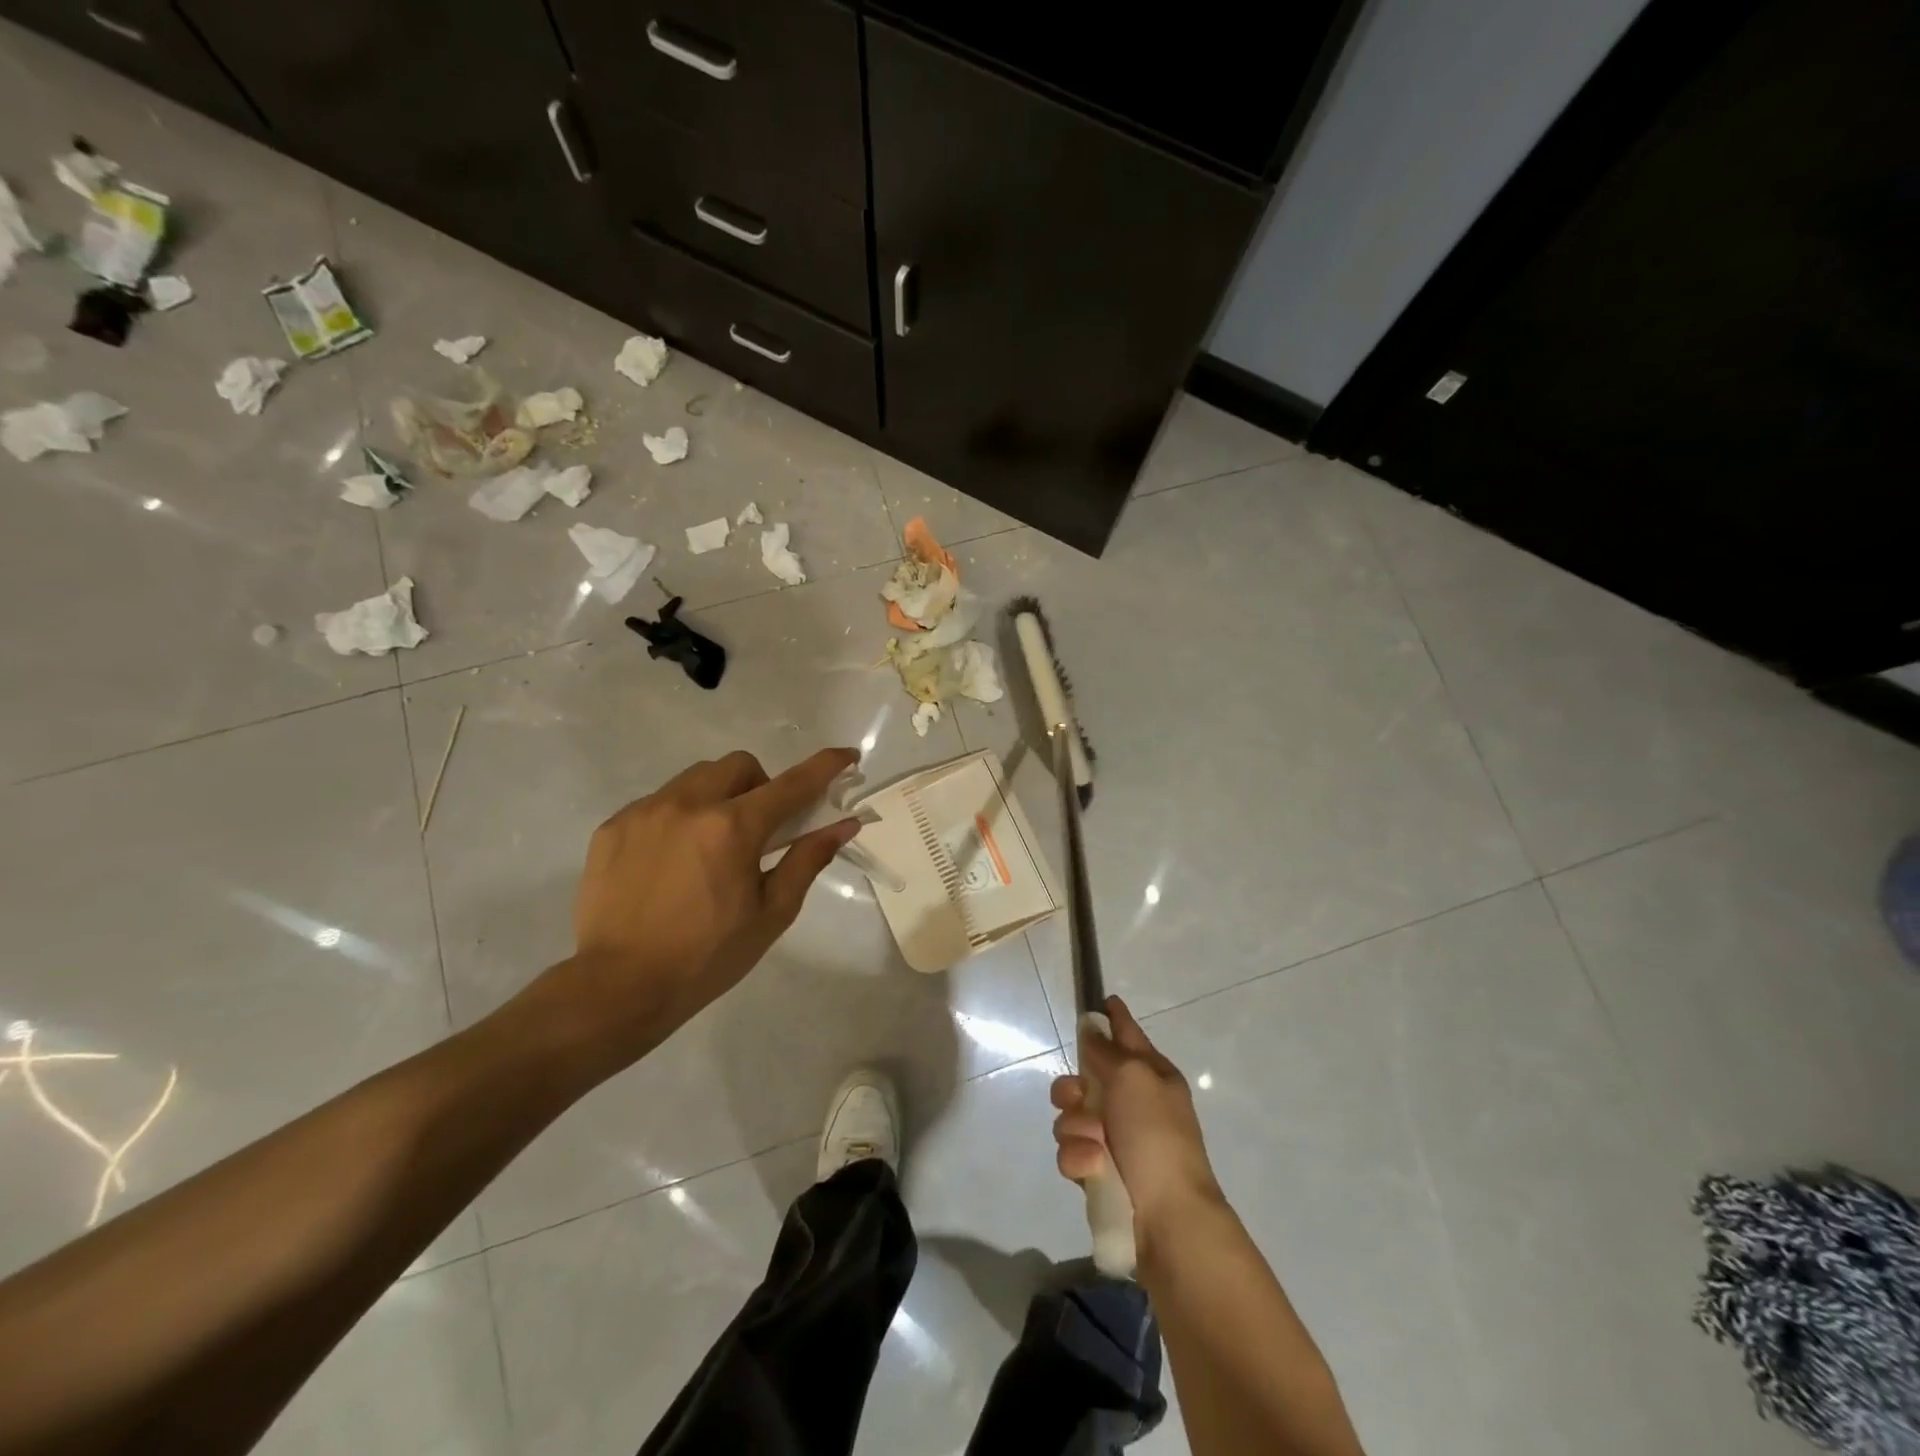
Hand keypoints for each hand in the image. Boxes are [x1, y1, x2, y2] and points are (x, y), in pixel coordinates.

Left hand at [530, 747, 863, 1073]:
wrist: (618, 988)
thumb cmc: (707, 956)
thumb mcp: (771, 913)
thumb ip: (807, 860)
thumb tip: (843, 825)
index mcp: (733, 828)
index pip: (791, 784)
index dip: (825, 766)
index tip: (846, 756)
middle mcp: (688, 804)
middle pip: (739, 765)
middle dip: (760, 785)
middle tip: (759, 829)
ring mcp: (645, 811)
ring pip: (696, 778)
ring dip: (718, 797)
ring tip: (710, 845)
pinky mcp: (613, 826)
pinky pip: (658, 801)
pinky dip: (678, 817)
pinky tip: (671, 861)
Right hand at [1051, 996, 1224, 1248]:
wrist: (1166, 1217)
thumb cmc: (1155, 1135)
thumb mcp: (1133, 1077)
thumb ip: (1106, 1050)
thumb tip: (1092, 1026)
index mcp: (1151, 1075)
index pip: (1128, 1034)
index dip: (1115, 1018)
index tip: (1103, 1001)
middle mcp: (1132, 1102)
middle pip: (1085, 1076)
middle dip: (1073, 1087)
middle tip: (1080, 1097)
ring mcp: (1113, 1138)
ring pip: (1070, 1115)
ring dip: (1077, 1127)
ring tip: (1095, 1145)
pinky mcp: (1097, 1171)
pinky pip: (1070, 1150)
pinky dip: (1079, 1157)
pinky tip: (1093, 1168)